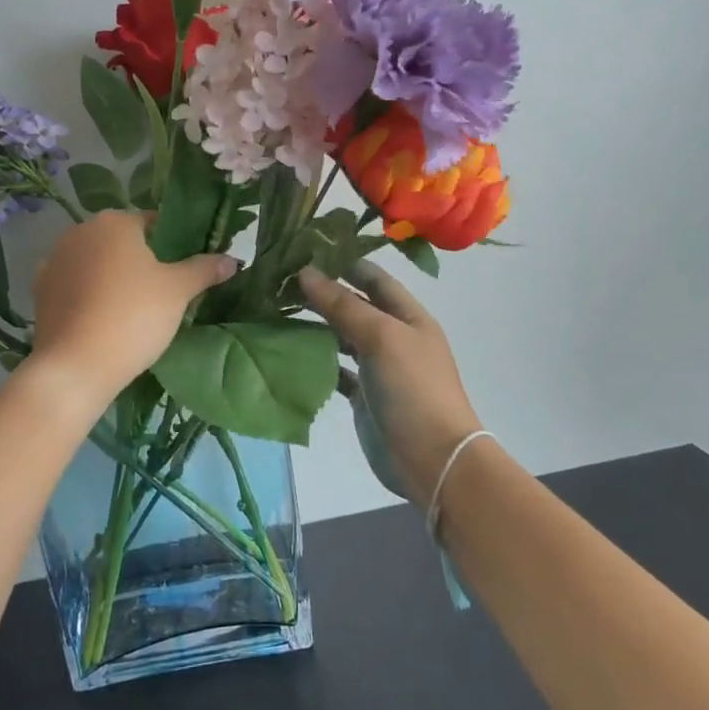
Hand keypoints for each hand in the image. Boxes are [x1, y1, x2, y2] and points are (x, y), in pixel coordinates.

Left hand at [30, 212, 236, 400]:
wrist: (76, 365)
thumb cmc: (134, 317)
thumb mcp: (178, 291)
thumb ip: (204, 269)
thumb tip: (232, 259)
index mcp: (114, 222)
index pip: (152, 222)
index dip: (172, 241)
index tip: (184, 267)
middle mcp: (80, 232)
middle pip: (120, 240)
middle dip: (140, 259)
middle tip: (163, 290)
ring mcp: (55, 261)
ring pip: (95, 262)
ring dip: (112, 276)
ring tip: (133, 307)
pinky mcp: (41, 291)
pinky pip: (75, 286)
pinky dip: (89, 295)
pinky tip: (103, 318)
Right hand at [301, 261, 481, 507]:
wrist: (432, 460)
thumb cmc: (414, 389)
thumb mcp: (381, 337)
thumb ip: (343, 305)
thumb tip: (305, 273)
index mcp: (408, 316)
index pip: (374, 278)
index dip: (344, 262)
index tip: (305, 249)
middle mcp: (394, 337)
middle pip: (355, 306)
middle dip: (322, 292)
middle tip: (279, 280)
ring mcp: (379, 368)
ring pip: (342, 337)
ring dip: (315, 324)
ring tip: (276, 310)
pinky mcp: (363, 396)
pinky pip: (336, 369)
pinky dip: (315, 360)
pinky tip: (289, 351)